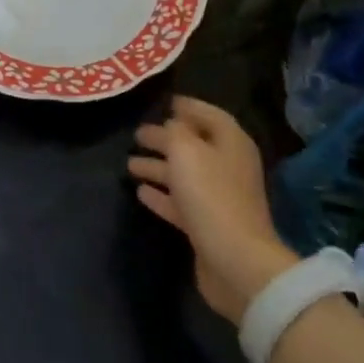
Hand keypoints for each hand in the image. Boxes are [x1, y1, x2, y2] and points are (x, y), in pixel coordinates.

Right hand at [129, 97, 297, 323]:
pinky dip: (161, 195)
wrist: (234, 260)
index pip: (209, 115)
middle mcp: (227, 166)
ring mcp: (218, 198)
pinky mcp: (206, 225)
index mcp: (231, 143)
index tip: (164, 102)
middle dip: (165, 139)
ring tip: (129, 163)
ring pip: (183, 174)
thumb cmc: (211, 195)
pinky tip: (140, 191)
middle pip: (193, 145)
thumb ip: (174, 132)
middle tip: (137, 134)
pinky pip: (179, 202)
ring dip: (158, 167)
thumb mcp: (186, 151)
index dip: (188, 107)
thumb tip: (169, 126)